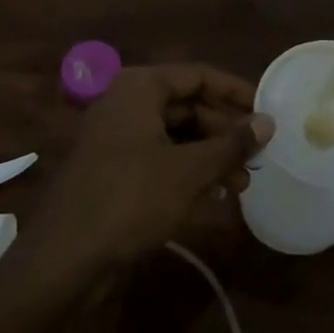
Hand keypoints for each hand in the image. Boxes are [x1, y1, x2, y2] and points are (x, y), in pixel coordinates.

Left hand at [23, 64, 271, 276]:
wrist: (65, 257)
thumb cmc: (131, 199)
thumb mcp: (190, 171)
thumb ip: (231, 144)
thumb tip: (268, 121)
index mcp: (140, 87)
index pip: (198, 75)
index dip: (236, 92)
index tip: (267, 112)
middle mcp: (126, 103)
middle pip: (188, 105)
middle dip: (225, 131)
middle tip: (259, 155)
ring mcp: (117, 137)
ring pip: (176, 135)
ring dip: (211, 155)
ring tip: (244, 182)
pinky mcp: (114, 169)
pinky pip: (160, 158)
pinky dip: (189, 171)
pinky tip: (216, 194)